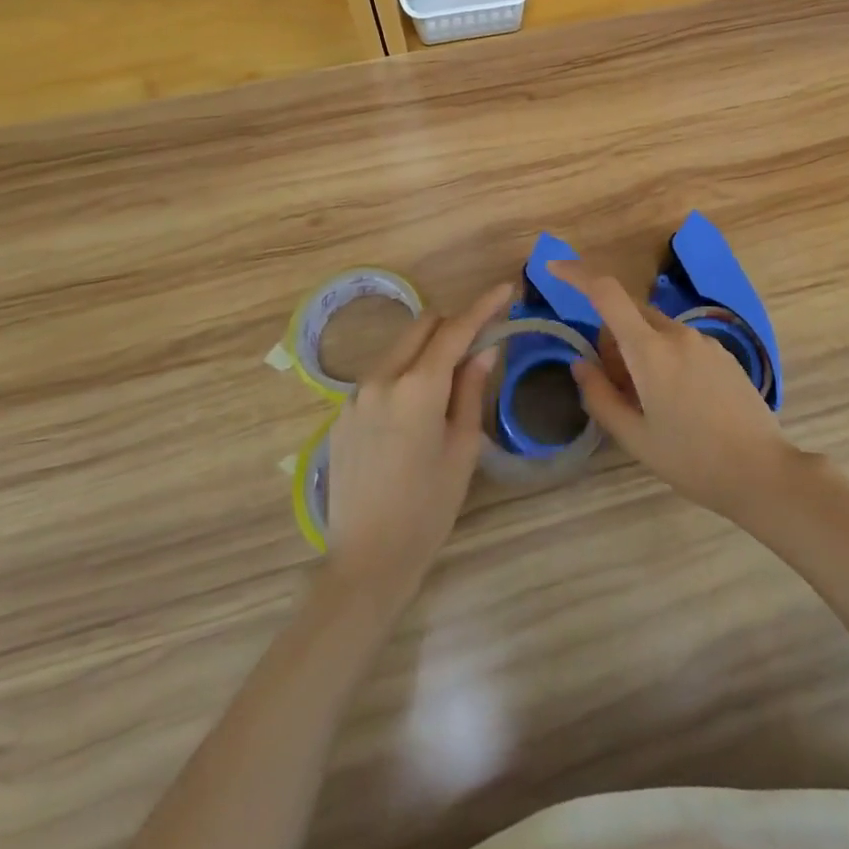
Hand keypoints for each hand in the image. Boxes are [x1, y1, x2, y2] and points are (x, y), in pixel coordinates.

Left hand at [325, 282, 511, 609]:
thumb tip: (484, 349)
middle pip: (422, 326)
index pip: (455, 330)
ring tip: (450, 377)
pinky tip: (416, 408)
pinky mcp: (342, 414)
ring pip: (399, 348)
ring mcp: (356, 396)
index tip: (505, 289)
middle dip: (453, 322)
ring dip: (427, 348)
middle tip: (479, 340)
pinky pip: (380, 375)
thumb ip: (471, 390)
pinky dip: (405, 373)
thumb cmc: (428, 507)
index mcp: (417, 387)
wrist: (367, 559)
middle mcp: (381, 379)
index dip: (483, 306)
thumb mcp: (463, 448)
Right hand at [547, 259, 802, 519]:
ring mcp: (705, 341)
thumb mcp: (635, 437)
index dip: (577, 274)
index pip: (607, 293)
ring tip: (648, 403)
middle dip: (611, 338)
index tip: (554, 270)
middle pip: (630, 315)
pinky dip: (664, 357)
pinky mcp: (723, 353)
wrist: (763, 472)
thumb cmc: (691, 460)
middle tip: (614, 386)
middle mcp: (677, 334)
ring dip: (639, 350)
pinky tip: (678, 402)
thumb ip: (599, 396)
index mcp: (650, 350)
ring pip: (656, 330)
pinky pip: (680, 342)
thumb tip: (580, 363)